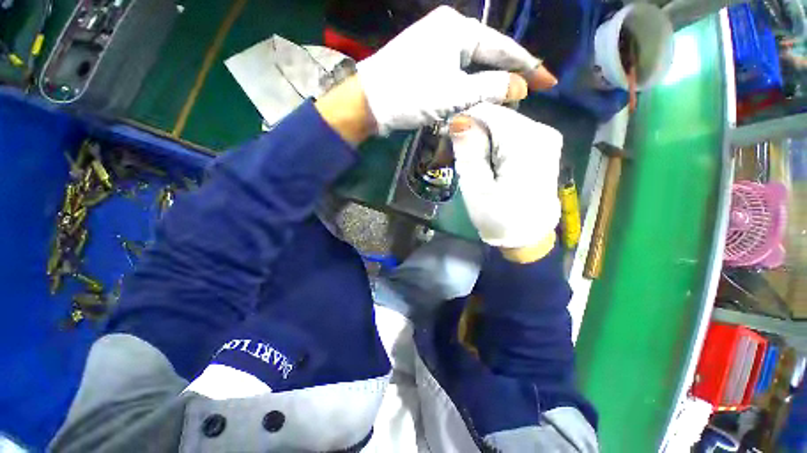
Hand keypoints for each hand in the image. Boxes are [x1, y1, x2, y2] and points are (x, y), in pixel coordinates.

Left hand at [357, 6, 556, 134]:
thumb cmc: (410, 94)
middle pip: (487, 55)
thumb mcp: (454, 93)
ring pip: (471, 66)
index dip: (527, 66)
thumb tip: (520, 87)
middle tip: (531, 90)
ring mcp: (434, 47)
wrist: (370, 102)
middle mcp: (447, 32)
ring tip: (509, 96)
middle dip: (508, 74)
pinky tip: (479, 95)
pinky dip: (469, 86)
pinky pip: (456, 74)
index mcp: (457, 29)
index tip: (548, 80)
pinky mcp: (425, 64)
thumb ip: (490, 88)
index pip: (502, 48)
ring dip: (488, 82)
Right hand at [449, 103, 561, 257]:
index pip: (488, 112)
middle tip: (456, 155)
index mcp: (525, 141)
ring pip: (503, 125)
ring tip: (471, 162)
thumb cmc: (498, 217)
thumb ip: (468, 152)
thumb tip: (459, 119)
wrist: (528, 236)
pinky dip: (495, 144)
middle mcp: (541, 131)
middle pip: (497, 117)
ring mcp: (546, 138)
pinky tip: (487, 162)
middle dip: (473, 131)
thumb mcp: (476, 187)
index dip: (464, 120)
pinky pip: (512, 135)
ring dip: (483, 139)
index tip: (447, 139)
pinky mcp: (543, 147)